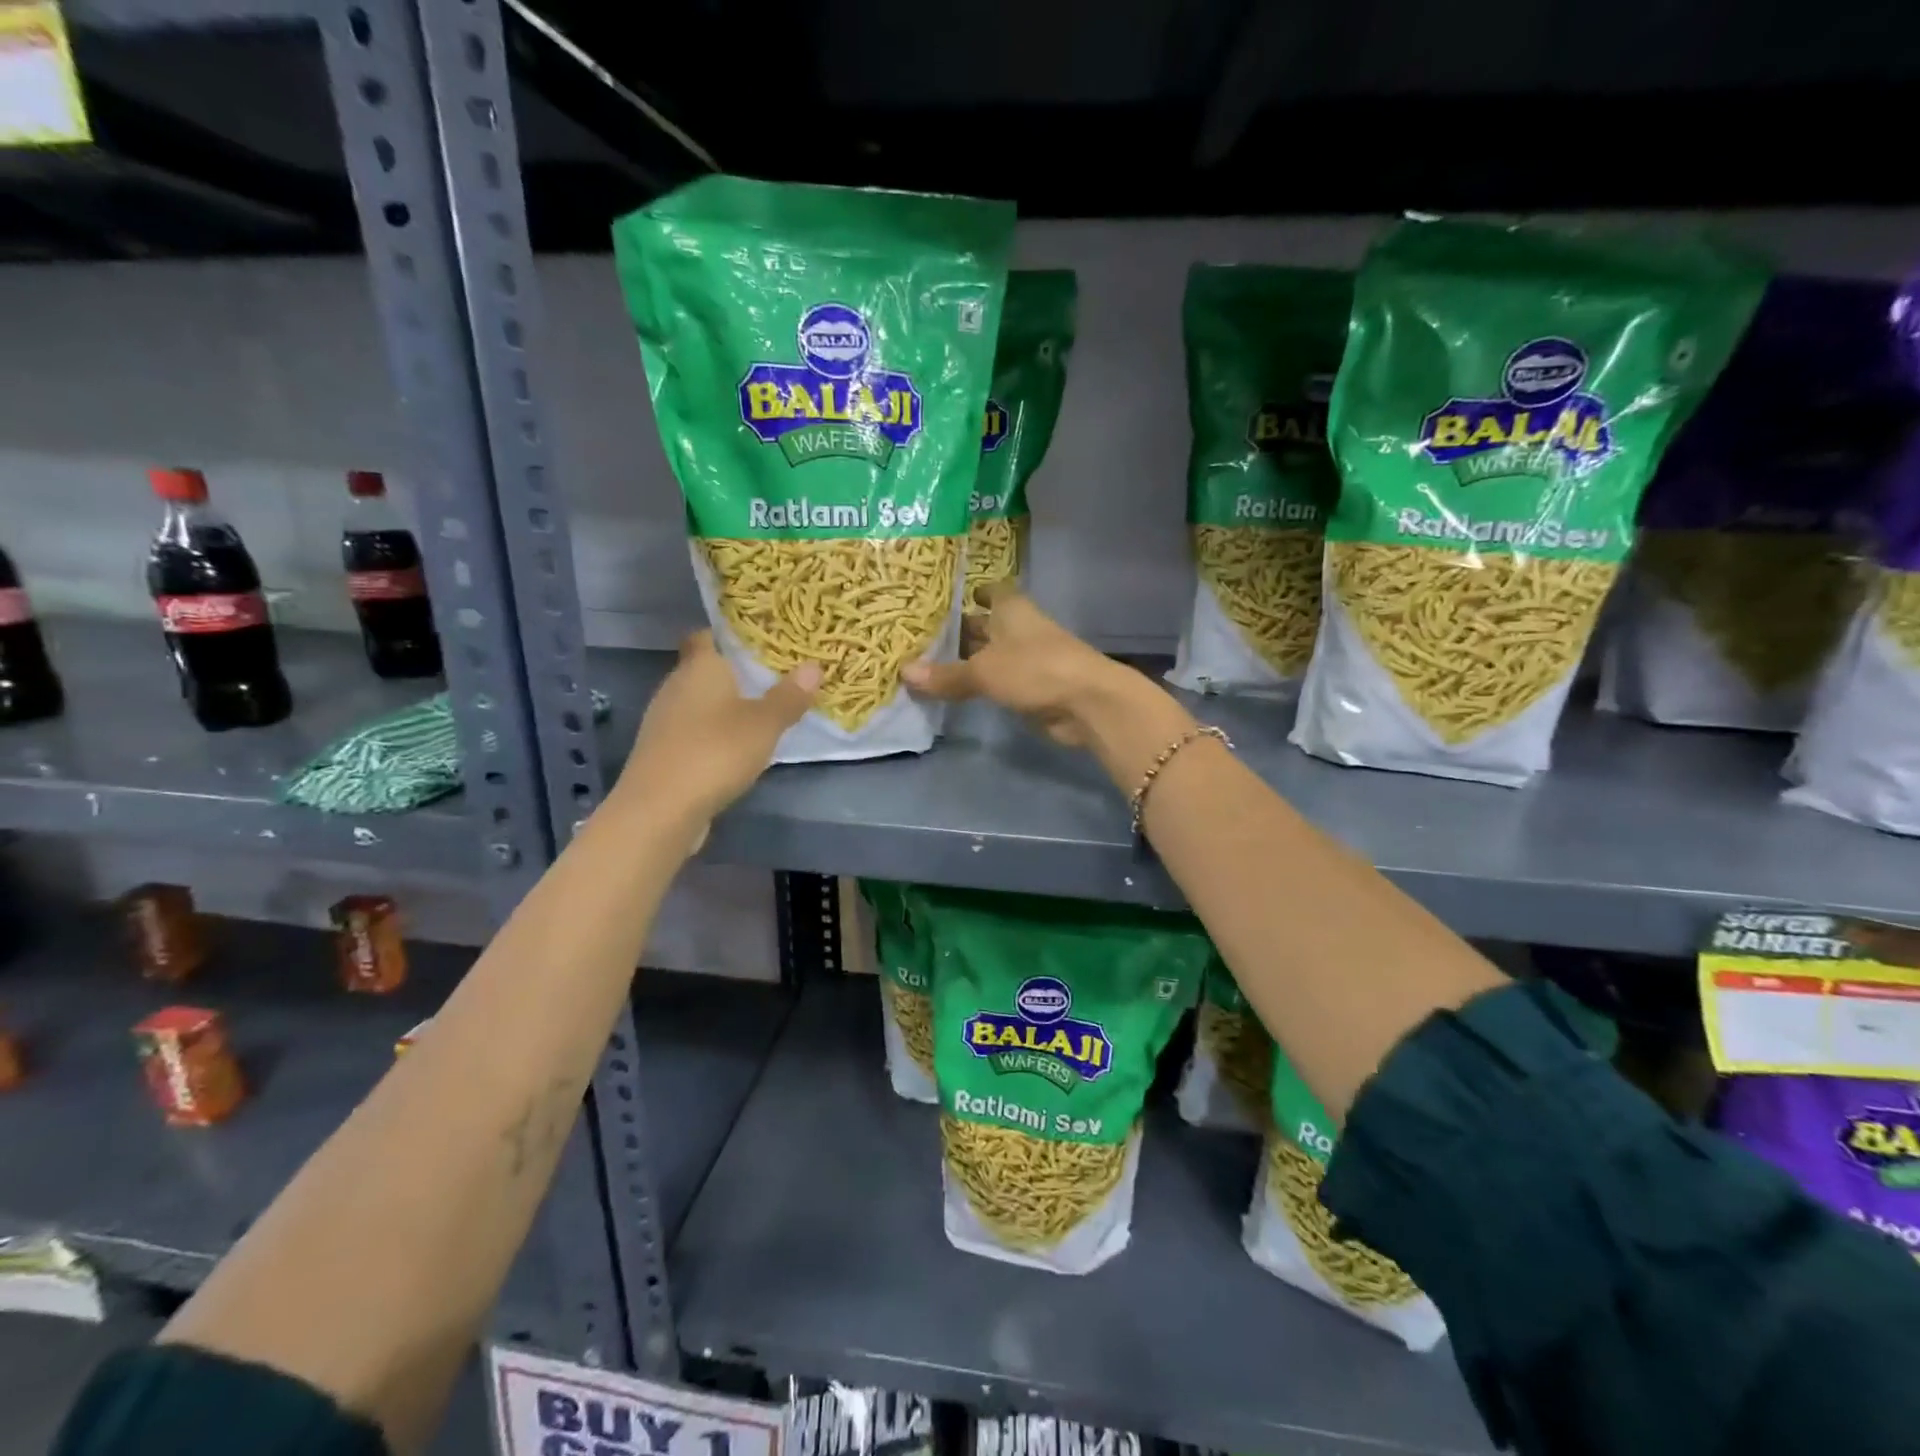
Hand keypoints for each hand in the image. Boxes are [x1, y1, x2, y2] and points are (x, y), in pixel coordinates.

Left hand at [619, 631, 818, 822]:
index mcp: (700, 667)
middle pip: (703, 669)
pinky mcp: (661, 752)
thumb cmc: (715, 752)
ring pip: (697, 702)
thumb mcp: (764, 724)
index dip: (728, 636)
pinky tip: (734, 748)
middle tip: (772, 677)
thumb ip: (789, 696)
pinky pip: (692, 731)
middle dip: (733, 673)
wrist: (660, 810)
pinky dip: (711, 734)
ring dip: (722, 707)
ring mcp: (664, 721)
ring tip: (759, 713)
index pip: (705, 636)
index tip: (757, 642)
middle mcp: (675, 685)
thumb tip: (814, 665)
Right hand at [903, 586, 1149, 748]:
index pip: (991, 591)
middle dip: (960, 630)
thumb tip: (904, 673)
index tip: (945, 599)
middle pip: (986, 625)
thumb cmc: (1034, 669)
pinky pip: (999, 681)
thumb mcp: (983, 671)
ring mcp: (1029, 659)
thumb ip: (946, 675)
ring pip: (991, 655)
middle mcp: (1019, 628)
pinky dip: (980, 685)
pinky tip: (956, 691)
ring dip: (968, 661)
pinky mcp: (1033, 687)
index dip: (972, 592)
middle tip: (921, 637)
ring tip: (928, 665)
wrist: (1086, 702)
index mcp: (1011, 609)